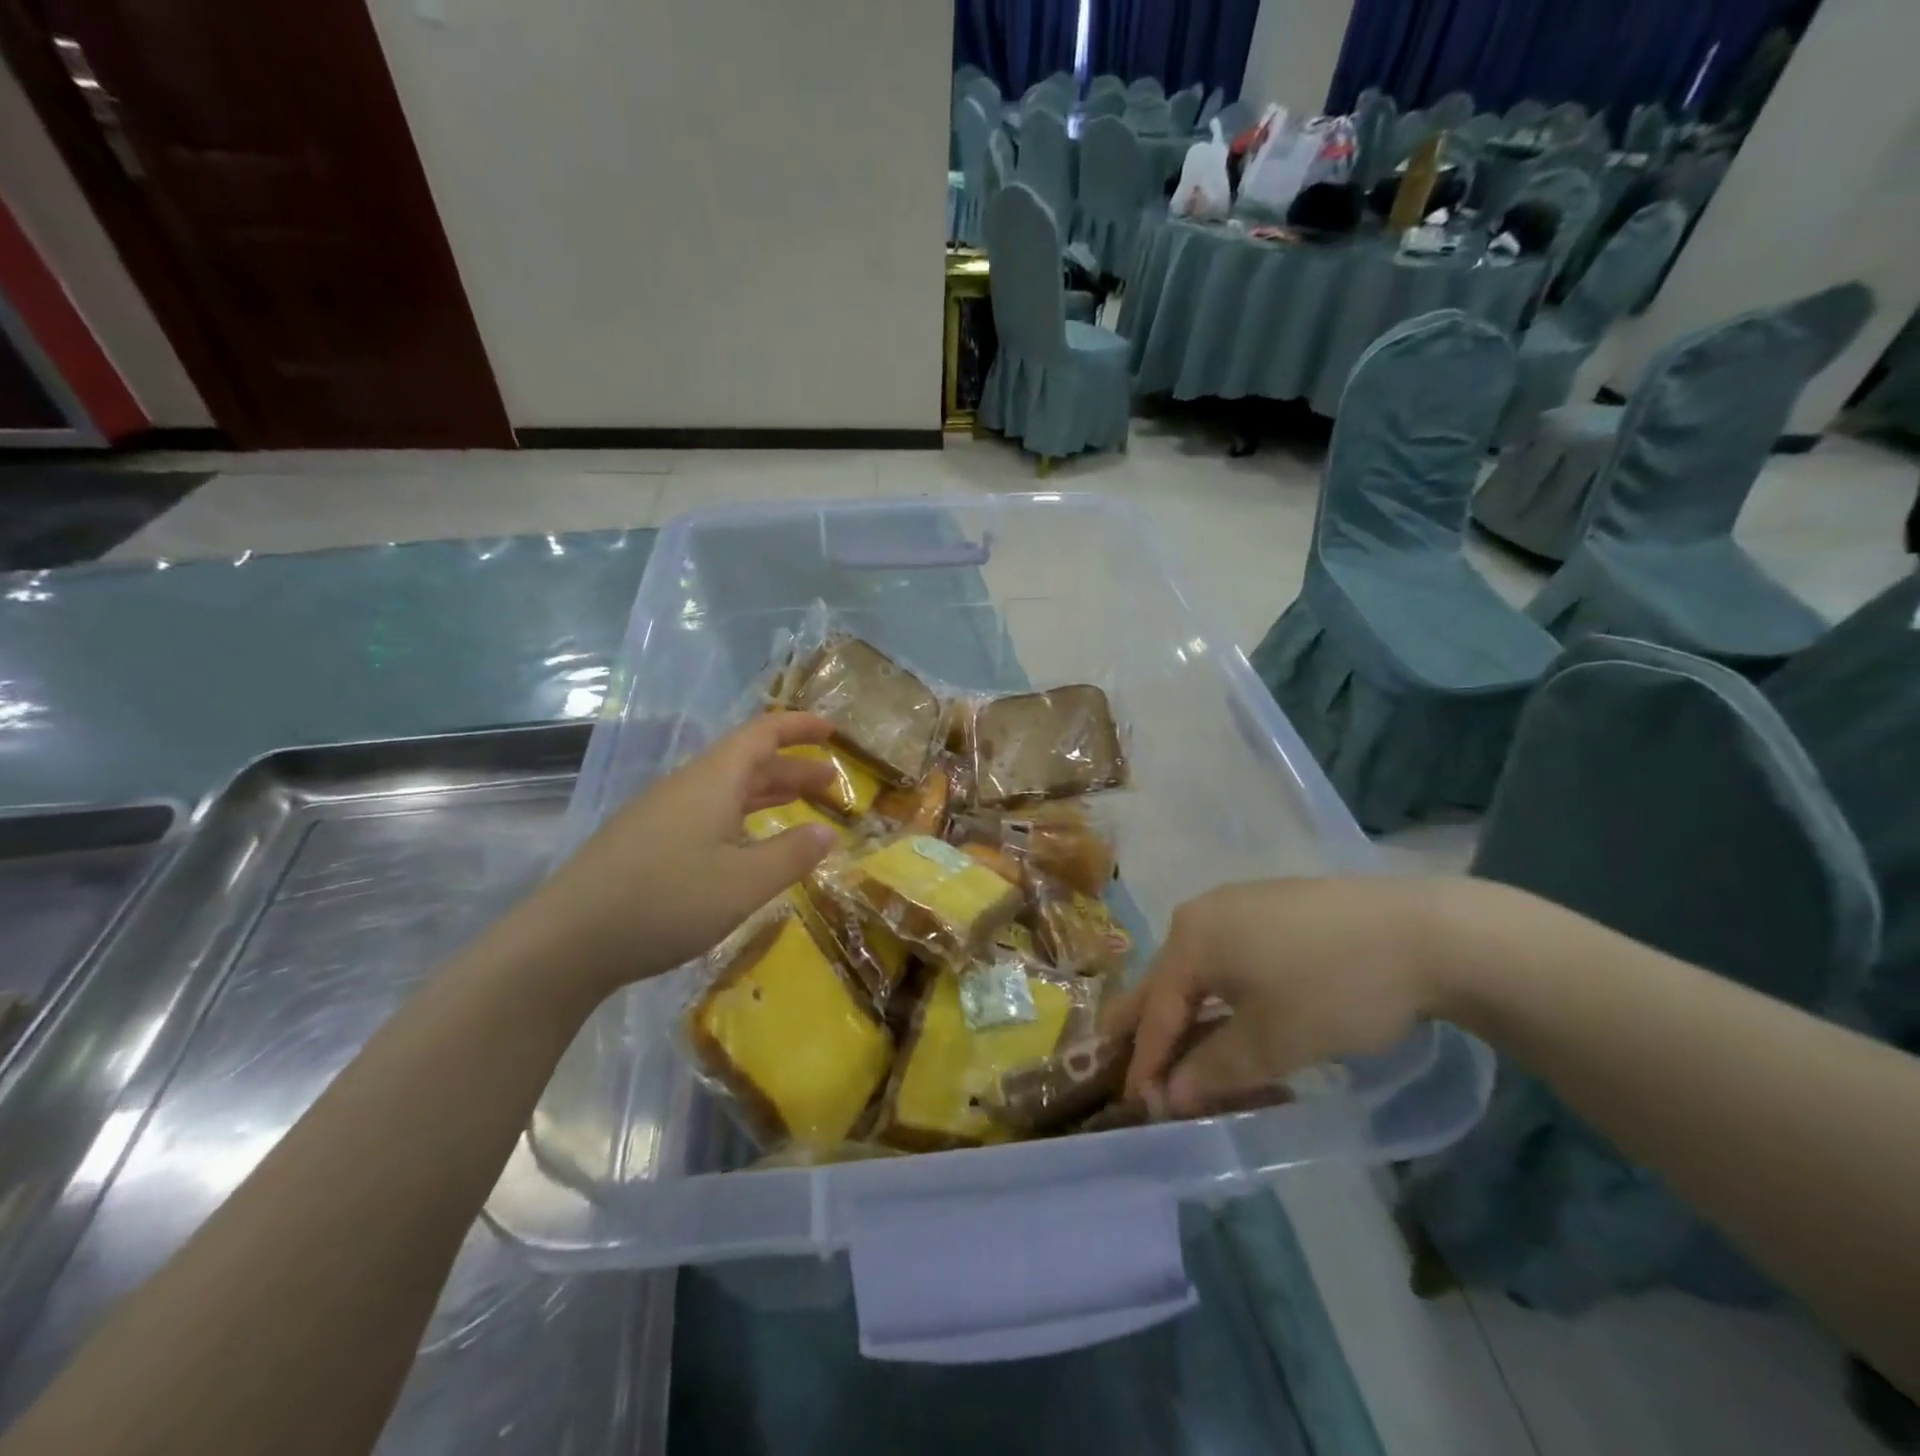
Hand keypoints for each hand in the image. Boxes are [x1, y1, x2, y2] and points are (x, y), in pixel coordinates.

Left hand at [523, 712, 842, 995]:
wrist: (565, 943)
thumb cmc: (665, 902)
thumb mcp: (744, 883)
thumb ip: (792, 855)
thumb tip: (827, 832)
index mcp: (712, 781)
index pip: (762, 734)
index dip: (799, 727)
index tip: (833, 731)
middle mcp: (687, 788)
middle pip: (747, 763)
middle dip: (792, 768)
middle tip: (832, 783)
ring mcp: (661, 815)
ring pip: (726, 791)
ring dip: (767, 794)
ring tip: (801, 808)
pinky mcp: (645, 843)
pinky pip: (707, 814)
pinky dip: (741, 819)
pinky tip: (747, 847)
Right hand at [1104, 878, 1486, 1116]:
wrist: (1424, 932)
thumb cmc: (1334, 988)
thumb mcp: (1272, 1042)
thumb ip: (1214, 1070)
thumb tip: (1171, 1096)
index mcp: (1191, 939)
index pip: (1155, 1010)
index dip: (1145, 1062)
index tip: (1139, 1106)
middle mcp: (1202, 914)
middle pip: (1167, 982)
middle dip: (1151, 1029)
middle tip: (1134, 1070)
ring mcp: (1239, 905)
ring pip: (1201, 970)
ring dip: (1193, 1017)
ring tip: (1189, 1056)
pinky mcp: (1273, 909)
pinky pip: (1230, 957)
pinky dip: (1223, 995)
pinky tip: (1237, 1019)